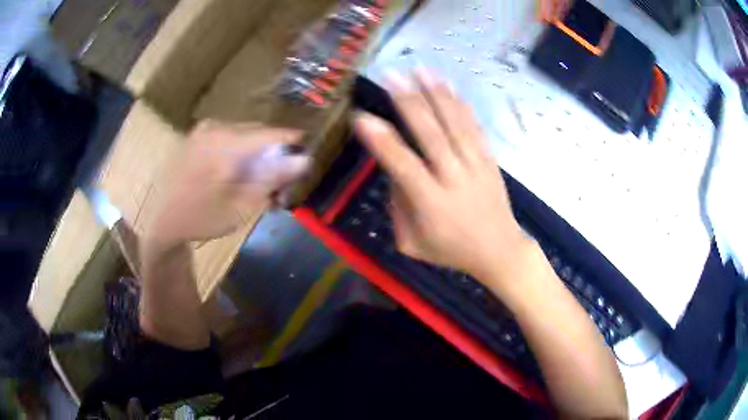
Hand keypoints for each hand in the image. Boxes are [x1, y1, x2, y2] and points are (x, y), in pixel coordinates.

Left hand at [144, 121, 310, 249]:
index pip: (271, 134)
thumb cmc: (202, 219)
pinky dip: (239, 152)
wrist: (162, 221)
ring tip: (257, 181)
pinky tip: (237, 173)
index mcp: (226, 145)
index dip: (293, 144)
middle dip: (273, 154)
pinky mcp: (198, 135)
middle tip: (279, 182)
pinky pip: (229, 137)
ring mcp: (204, 130)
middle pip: (258, 134)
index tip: (306, 157)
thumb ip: (272, 179)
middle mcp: (216, 128)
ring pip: (244, 135)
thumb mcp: (241, 206)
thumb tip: (305, 160)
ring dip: (256, 154)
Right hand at [353, 70, 529, 280]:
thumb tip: (392, 169)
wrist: (499, 251)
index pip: (402, 165)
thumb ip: (398, 206)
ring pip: (455, 125)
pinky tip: (449, 87)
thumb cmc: (450, 250)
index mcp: (431, 203)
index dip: (381, 140)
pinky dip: (462, 106)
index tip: (361, 116)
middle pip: (431, 135)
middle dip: (409, 102)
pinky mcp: (490, 161)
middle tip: (391, 75)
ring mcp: (475, 166)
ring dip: (436, 94)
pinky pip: (475, 129)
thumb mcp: (411, 242)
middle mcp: (453, 179)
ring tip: (419, 69)